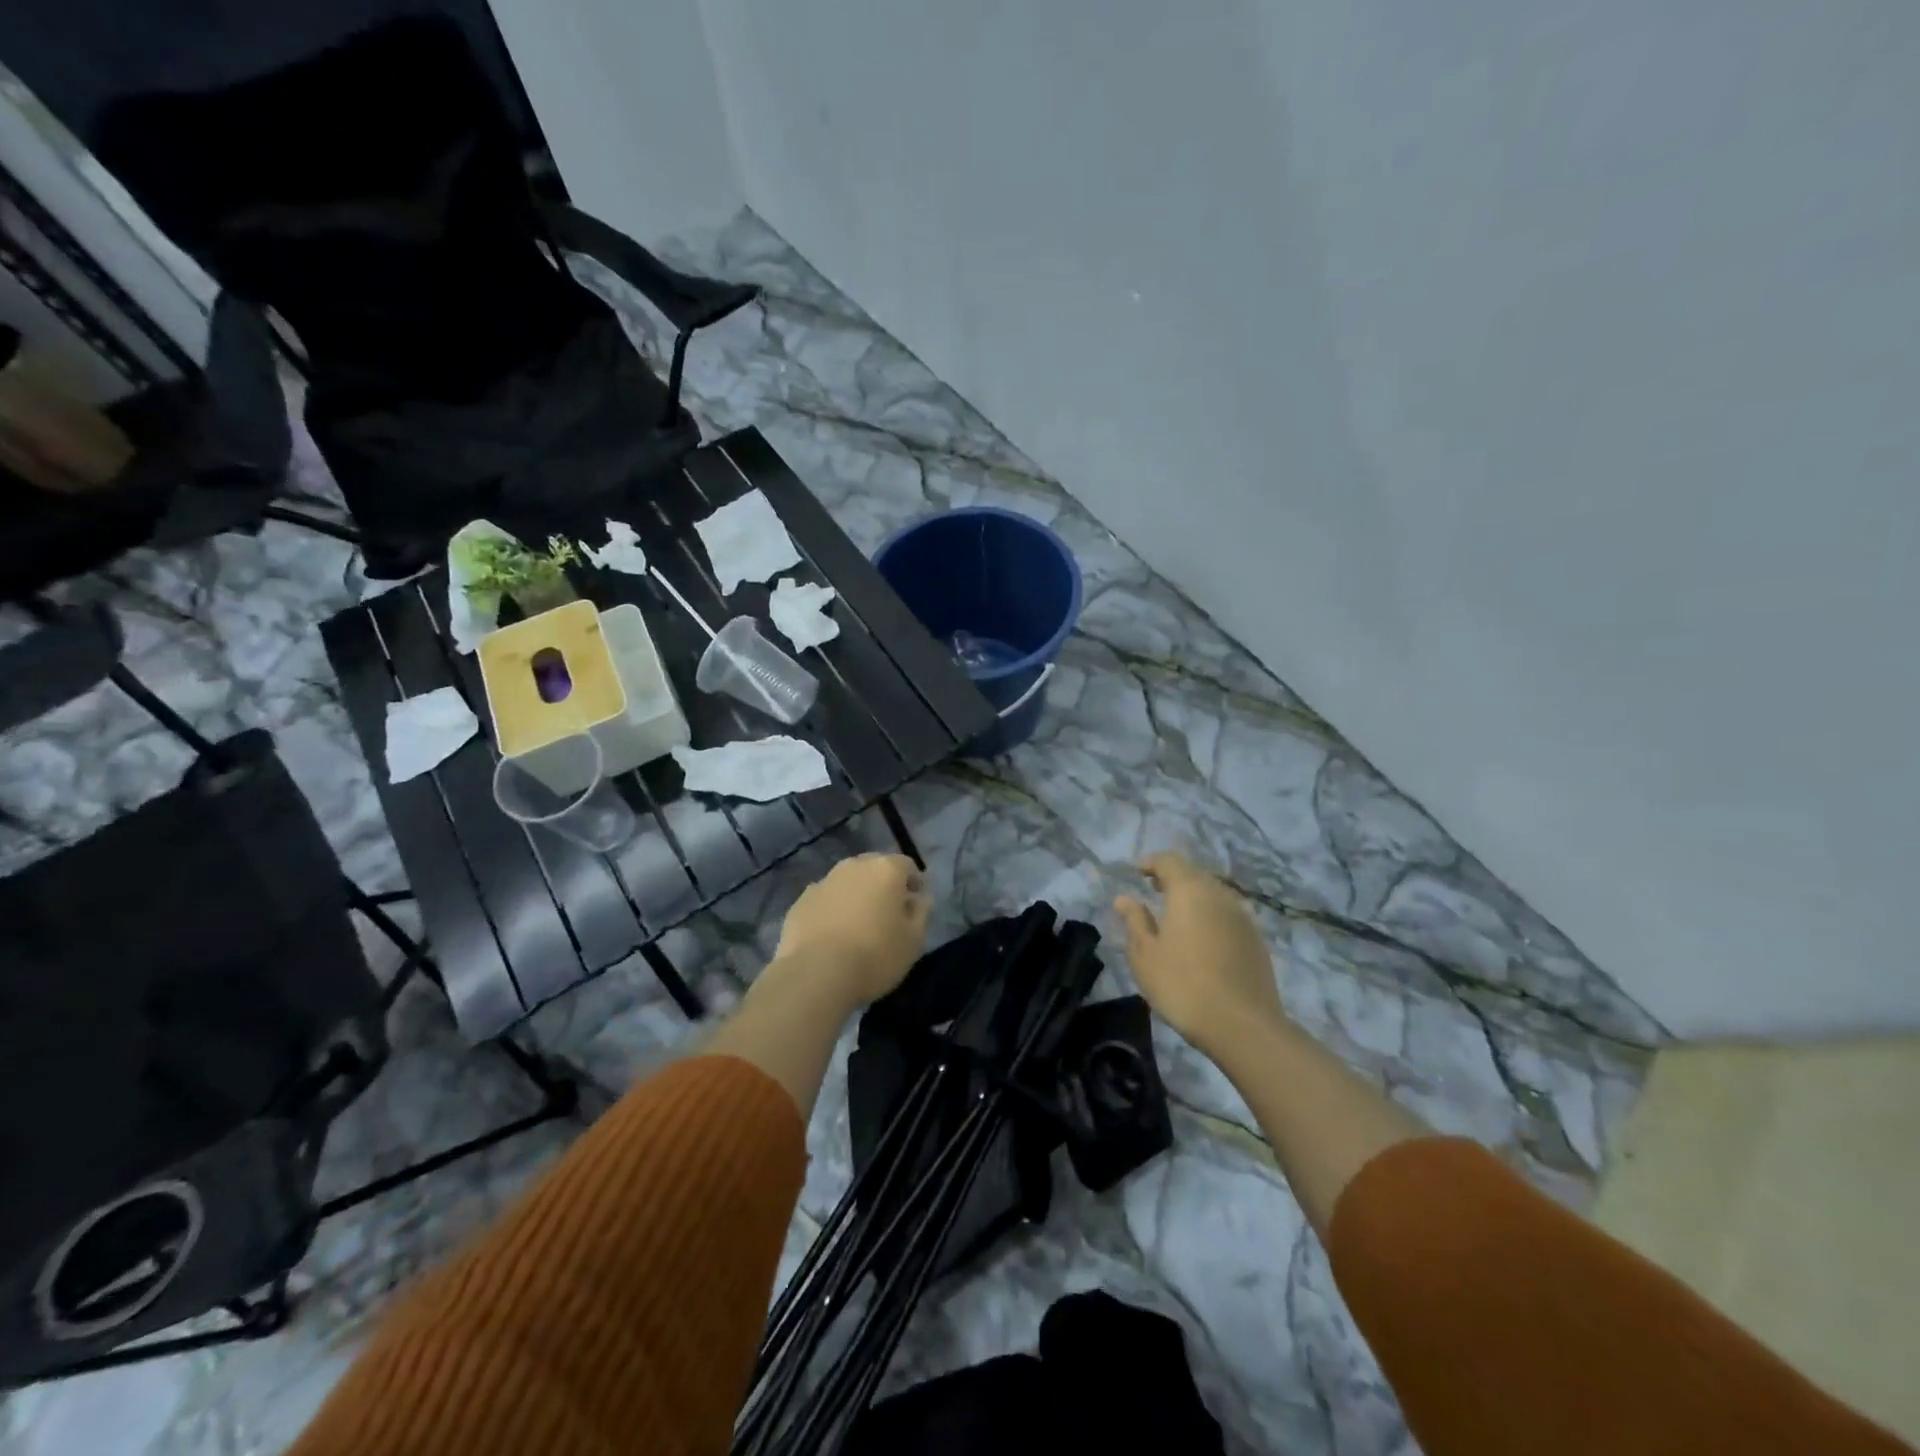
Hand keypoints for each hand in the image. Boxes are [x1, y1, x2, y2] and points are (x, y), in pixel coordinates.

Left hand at [772, 853, 930, 1010]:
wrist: (815, 974)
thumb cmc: (875, 955)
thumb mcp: (914, 941)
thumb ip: (922, 913)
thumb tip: (919, 900)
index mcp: (885, 869)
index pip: (907, 866)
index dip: (915, 884)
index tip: (916, 906)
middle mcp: (853, 866)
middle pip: (874, 869)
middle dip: (883, 886)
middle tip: (888, 914)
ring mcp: (823, 882)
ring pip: (847, 883)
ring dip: (856, 897)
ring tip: (858, 926)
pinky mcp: (800, 902)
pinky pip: (825, 901)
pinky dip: (832, 911)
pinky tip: (832, 936)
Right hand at [1115, 851, 1284, 1057]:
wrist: (1243, 1025)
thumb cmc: (1182, 985)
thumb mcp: (1145, 955)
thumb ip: (1135, 921)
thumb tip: (1125, 899)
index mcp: (1189, 892)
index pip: (1170, 861)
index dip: (1152, 863)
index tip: (1138, 872)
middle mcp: (1219, 895)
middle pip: (1195, 874)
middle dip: (1173, 878)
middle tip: (1154, 890)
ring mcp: (1242, 917)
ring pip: (1214, 893)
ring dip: (1194, 896)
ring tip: (1177, 915)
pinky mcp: (1256, 939)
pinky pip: (1228, 914)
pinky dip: (1211, 915)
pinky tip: (1202, 938)